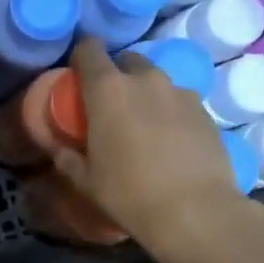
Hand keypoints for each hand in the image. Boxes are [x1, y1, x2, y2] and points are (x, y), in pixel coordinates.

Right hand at [53, 40, 263, 262]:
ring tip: (143, 124)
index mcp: (107, 90)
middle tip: (110, 104)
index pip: (89, 50)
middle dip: (116, 74)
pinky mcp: (205, 110)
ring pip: (156, 80)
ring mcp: (180, 92)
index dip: (81, 55)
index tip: (77, 73)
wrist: (196, 213)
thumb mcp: (86, 181)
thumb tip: (58, 149)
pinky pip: (179, 100)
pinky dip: (170, 111)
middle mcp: (145, 80)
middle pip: (126, 60)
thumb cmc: (129, 194)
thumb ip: (67, 158)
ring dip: (145, 92)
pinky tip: (170, 140)